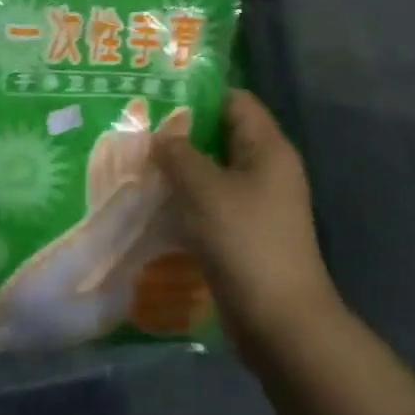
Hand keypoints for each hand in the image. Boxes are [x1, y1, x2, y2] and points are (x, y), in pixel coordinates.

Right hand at [152, 90, 339, 365]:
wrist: (280, 321)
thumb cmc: (245, 242)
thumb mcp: (205, 190)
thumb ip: (178, 155)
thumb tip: (160, 136)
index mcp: (267, 149)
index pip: (234, 100)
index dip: (197, 93)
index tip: (155, 94)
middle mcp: (265, 169)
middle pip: (221, 135)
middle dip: (180, 132)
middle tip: (135, 127)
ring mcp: (256, 203)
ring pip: (212, 171)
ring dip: (178, 168)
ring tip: (134, 160)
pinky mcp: (243, 232)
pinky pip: (210, 202)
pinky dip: (184, 198)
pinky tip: (151, 200)